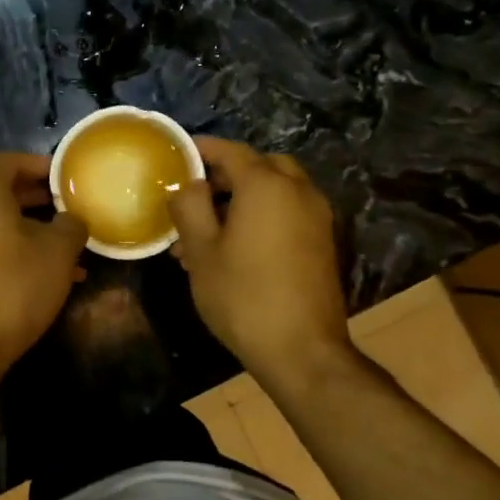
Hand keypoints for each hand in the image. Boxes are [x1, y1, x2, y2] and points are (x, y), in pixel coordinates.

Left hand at [0, 153, 87, 377]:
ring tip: (66, 249)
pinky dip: (12, 249)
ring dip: (29, 229)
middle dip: (36, 198)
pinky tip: (44, 275)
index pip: (7, 161)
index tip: (64, 177)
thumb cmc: (13, 287)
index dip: (37, 164)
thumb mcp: (58, 253)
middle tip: (68, 208)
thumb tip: (71, 219)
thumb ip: (71, 225)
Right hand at [167, 138, 354, 382]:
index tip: (177, 155)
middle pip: (259, 165)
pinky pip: (288, 212)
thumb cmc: (243, 296)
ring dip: (242, 197)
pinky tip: (234, 247)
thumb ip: (189, 206)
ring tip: (205, 229)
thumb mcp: (201, 251)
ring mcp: (316, 217)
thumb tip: (187, 184)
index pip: (230, 151)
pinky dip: (262, 214)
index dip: (201, 149)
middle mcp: (298, 191)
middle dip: (226, 173)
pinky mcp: (322, 242)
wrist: (303, 351)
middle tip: (195, 193)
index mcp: (266, 185)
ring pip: (275, 190)